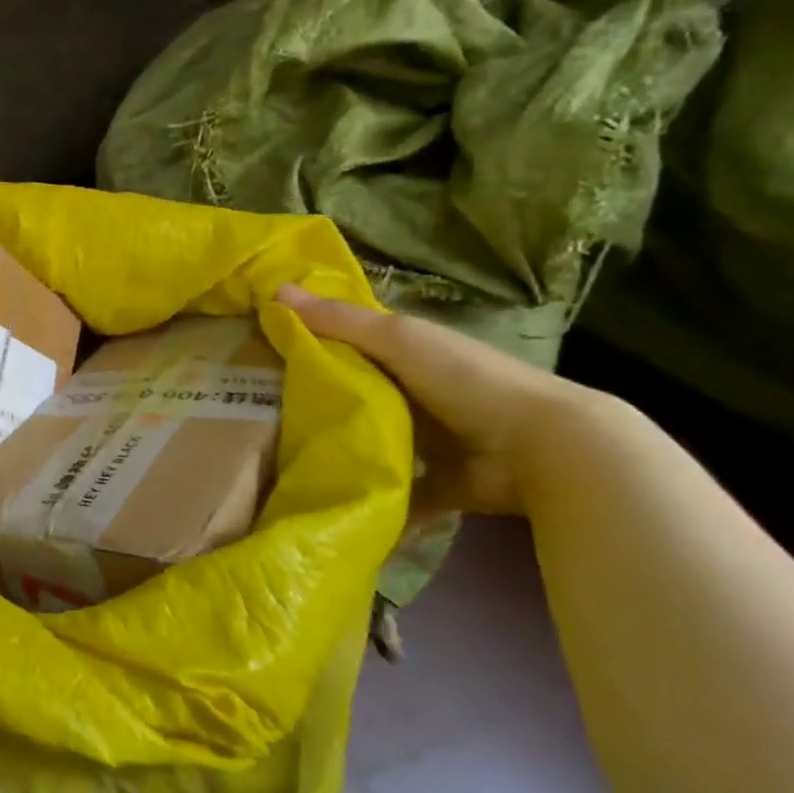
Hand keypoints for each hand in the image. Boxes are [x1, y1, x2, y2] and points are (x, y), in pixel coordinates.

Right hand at [276, 281, 585, 518]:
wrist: (541, 450)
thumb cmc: (464, 379)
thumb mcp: (398, 339)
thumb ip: (338, 320)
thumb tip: (272, 289)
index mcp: (405, 352)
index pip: (344, 341)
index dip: (305, 341)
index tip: (255, 352)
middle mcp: (411, 392)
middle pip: (349, 391)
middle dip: (309, 400)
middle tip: (252, 409)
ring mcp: (424, 440)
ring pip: (364, 440)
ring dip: (333, 449)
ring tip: (275, 459)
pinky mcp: (433, 483)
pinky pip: (390, 491)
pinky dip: (367, 498)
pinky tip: (322, 503)